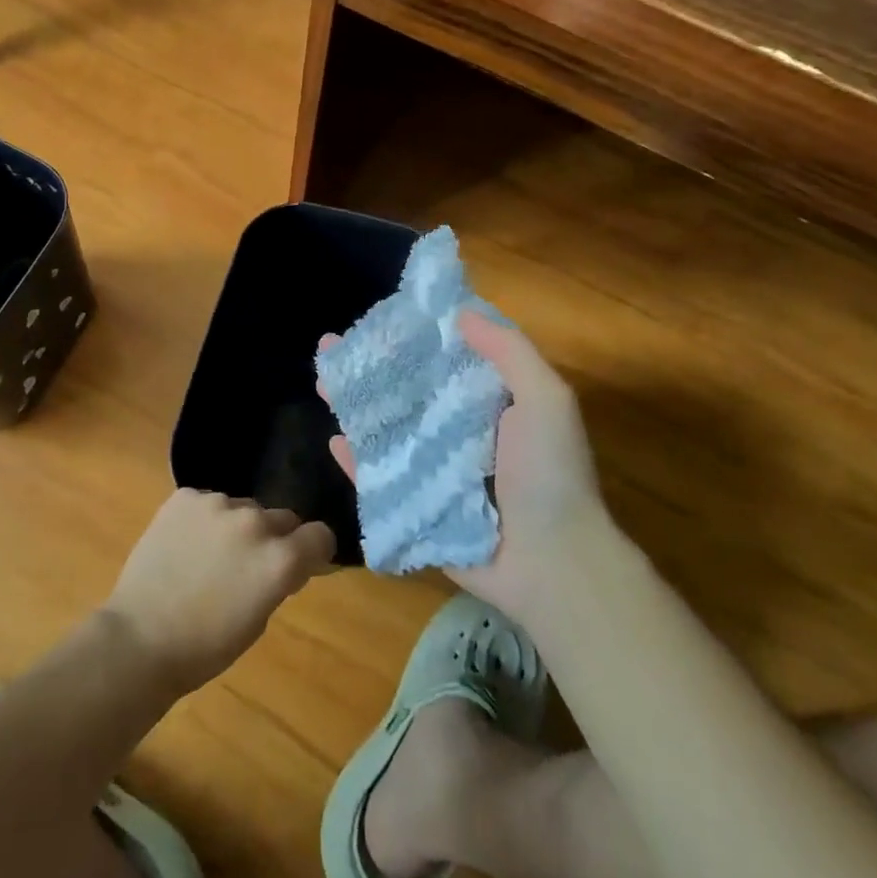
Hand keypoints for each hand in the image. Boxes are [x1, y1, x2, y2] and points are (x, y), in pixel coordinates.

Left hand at [104, 489, 335, 696]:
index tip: (303, 562)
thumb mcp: (258, 621)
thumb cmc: (205, 646)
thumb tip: (287, 562)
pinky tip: (186, 544)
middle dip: (275, 538)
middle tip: (249, 565)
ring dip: (237, 526)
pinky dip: (205, 519)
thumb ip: (278, 580)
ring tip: (209, 555)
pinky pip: (208, 501)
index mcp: (279, 558)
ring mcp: (217, 504)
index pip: (320, 535)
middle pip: (282, 517)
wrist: (140, 638)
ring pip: (243, 508)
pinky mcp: (185, 496)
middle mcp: (254, 522)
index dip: (314, 550)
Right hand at [324, 311, 603, 624]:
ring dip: (355, 404)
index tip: (381, 314)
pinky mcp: (417, 505)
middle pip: (405, 389)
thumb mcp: (546, 399)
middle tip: (330, 345)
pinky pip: (379, 478)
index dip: (413, 334)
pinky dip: (357, 461)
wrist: (554, 564)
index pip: (443, 357)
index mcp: (487, 400)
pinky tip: (335, 439)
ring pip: (386, 428)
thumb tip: (460, 312)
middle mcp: (456, 429)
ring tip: (322, 380)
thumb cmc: (550, 473)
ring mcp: (434, 468)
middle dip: (369, 366)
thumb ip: (508, 351)